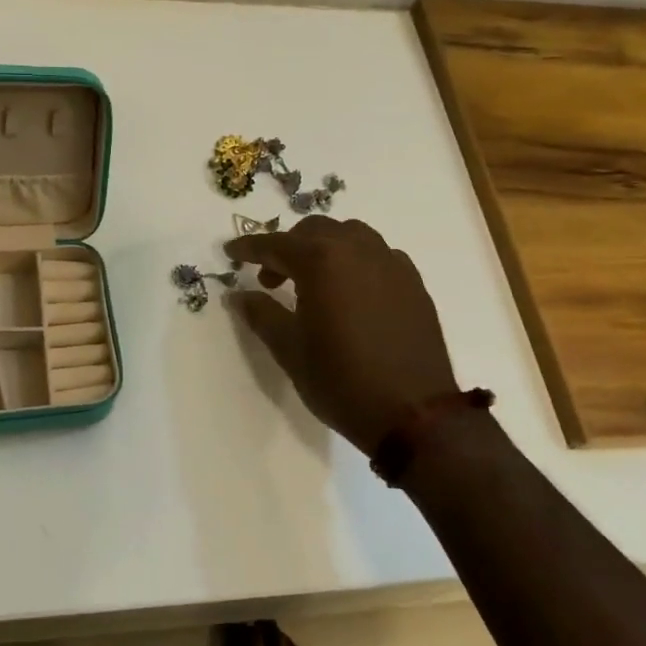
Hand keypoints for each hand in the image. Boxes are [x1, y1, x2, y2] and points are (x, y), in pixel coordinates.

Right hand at [225, 217, 458, 455]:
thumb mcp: (290, 349)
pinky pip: (377, 256)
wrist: (414, 413)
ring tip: (313, 282)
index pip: (276, 244)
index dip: (249, 247)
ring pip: (350, 236)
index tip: (231, 252)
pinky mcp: (413, 283)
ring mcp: (391, 263)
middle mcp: (358, 250)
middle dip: (287, 248)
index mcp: (322, 260)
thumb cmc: (341, 380)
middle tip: (271, 279)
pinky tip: (351, 293)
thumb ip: (261, 313)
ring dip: (324, 249)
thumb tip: (238, 294)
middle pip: (314, 231)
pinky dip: (356, 262)